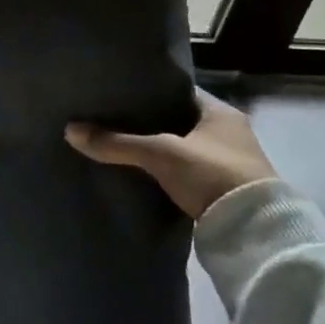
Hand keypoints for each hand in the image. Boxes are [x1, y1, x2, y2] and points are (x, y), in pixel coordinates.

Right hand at [65, 92, 275, 219]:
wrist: (254, 232)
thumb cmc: (212, 175)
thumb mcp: (160, 154)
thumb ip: (117, 142)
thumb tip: (70, 130)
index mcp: (221, 112)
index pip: (178, 91)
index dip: (149, 91)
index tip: (119, 93)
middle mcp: (230, 132)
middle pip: (179, 120)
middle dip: (150, 122)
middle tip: (112, 118)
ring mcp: (230, 163)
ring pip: (183, 147)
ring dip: (159, 149)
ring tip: (121, 145)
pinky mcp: (224, 190)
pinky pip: (187, 171)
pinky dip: (167, 171)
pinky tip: (142, 173)